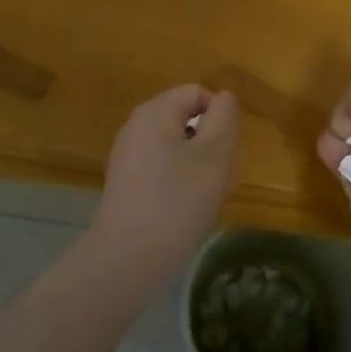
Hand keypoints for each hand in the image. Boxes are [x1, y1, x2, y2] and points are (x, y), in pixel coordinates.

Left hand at [89, 84, 240, 272]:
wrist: (128, 257)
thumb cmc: (178, 201)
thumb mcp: (214, 155)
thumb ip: (224, 118)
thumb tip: (224, 97)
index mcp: (154, 111)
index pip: (197, 93)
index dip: (219, 117)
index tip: (226, 152)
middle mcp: (135, 126)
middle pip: (185, 119)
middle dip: (209, 143)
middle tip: (217, 177)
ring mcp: (126, 155)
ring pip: (175, 146)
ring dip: (196, 165)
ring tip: (202, 197)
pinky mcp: (124, 183)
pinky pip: (160, 168)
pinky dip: (178, 182)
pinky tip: (182, 210)